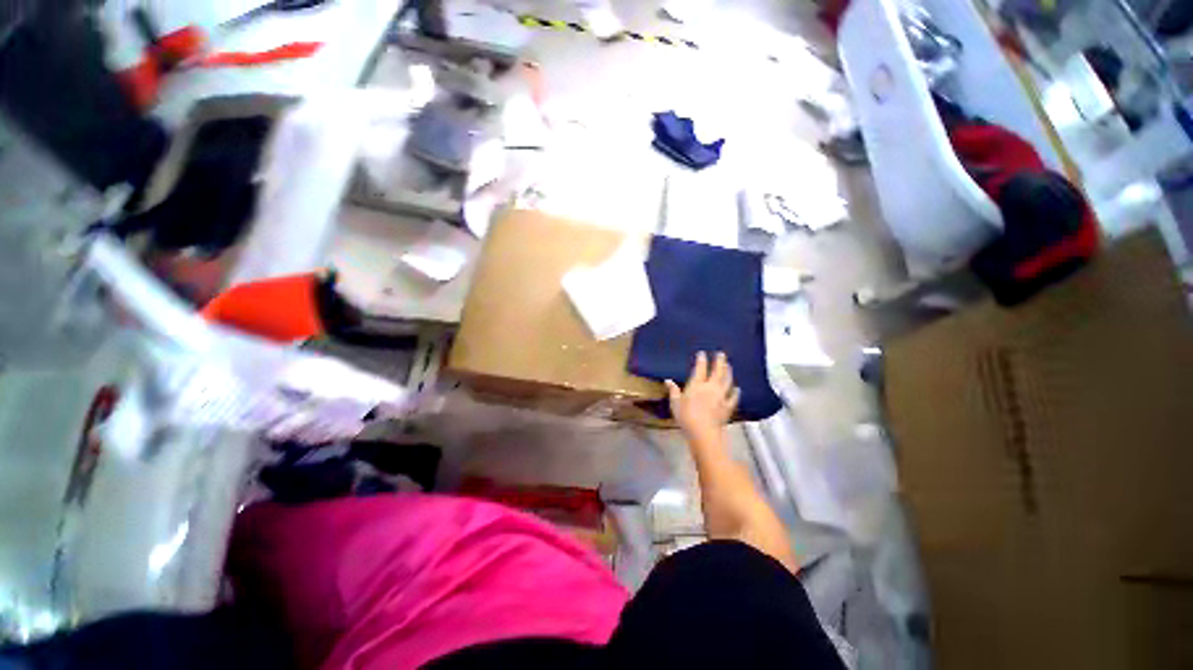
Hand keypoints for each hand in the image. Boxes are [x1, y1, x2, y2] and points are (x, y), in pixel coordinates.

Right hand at [665, 351, 739, 439]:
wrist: (703, 432)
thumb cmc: (686, 417)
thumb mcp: (675, 403)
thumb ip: (673, 391)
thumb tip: (668, 381)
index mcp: (697, 385)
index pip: (700, 368)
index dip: (701, 360)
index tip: (702, 353)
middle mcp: (710, 387)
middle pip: (717, 372)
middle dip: (719, 362)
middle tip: (722, 354)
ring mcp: (721, 397)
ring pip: (727, 381)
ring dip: (728, 372)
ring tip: (729, 366)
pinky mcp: (727, 407)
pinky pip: (733, 397)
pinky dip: (735, 392)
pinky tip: (737, 388)